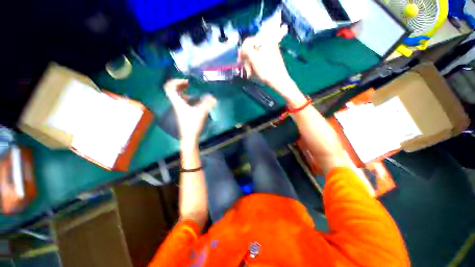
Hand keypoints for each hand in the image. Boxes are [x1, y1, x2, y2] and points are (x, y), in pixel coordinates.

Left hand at [164, 79, 216, 146]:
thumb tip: (214, 98)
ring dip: (183, 91)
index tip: (187, 81)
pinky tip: (196, 100)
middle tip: (188, 83)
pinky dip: (188, 98)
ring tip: (192, 89)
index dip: (176, 81)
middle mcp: (177, 104)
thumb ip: (207, 104)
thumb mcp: (201, 112)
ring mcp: (180, 108)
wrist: (189, 136)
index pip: (169, 88)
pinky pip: (183, 101)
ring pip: (178, 96)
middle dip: (179, 84)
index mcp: (178, 102)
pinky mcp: (184, 113)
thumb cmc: (192, 124)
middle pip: (172, 90)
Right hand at [239, 36, 305, 105]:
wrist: (278, 80)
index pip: (248, 42)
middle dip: (247, 60)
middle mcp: (268, 41)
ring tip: (250, 73)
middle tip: (247, 70)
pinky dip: (255, 65)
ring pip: (255, 55)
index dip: (242, 52)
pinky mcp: (271, 57)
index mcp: (265, 38)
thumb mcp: (253, 58)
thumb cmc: (266, 69)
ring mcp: (270, 49)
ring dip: (250, 64)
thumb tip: (241, 50)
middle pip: (251, 49)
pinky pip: (259, 59)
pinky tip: (255, 72)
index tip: (240, 62)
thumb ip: (245, 49)